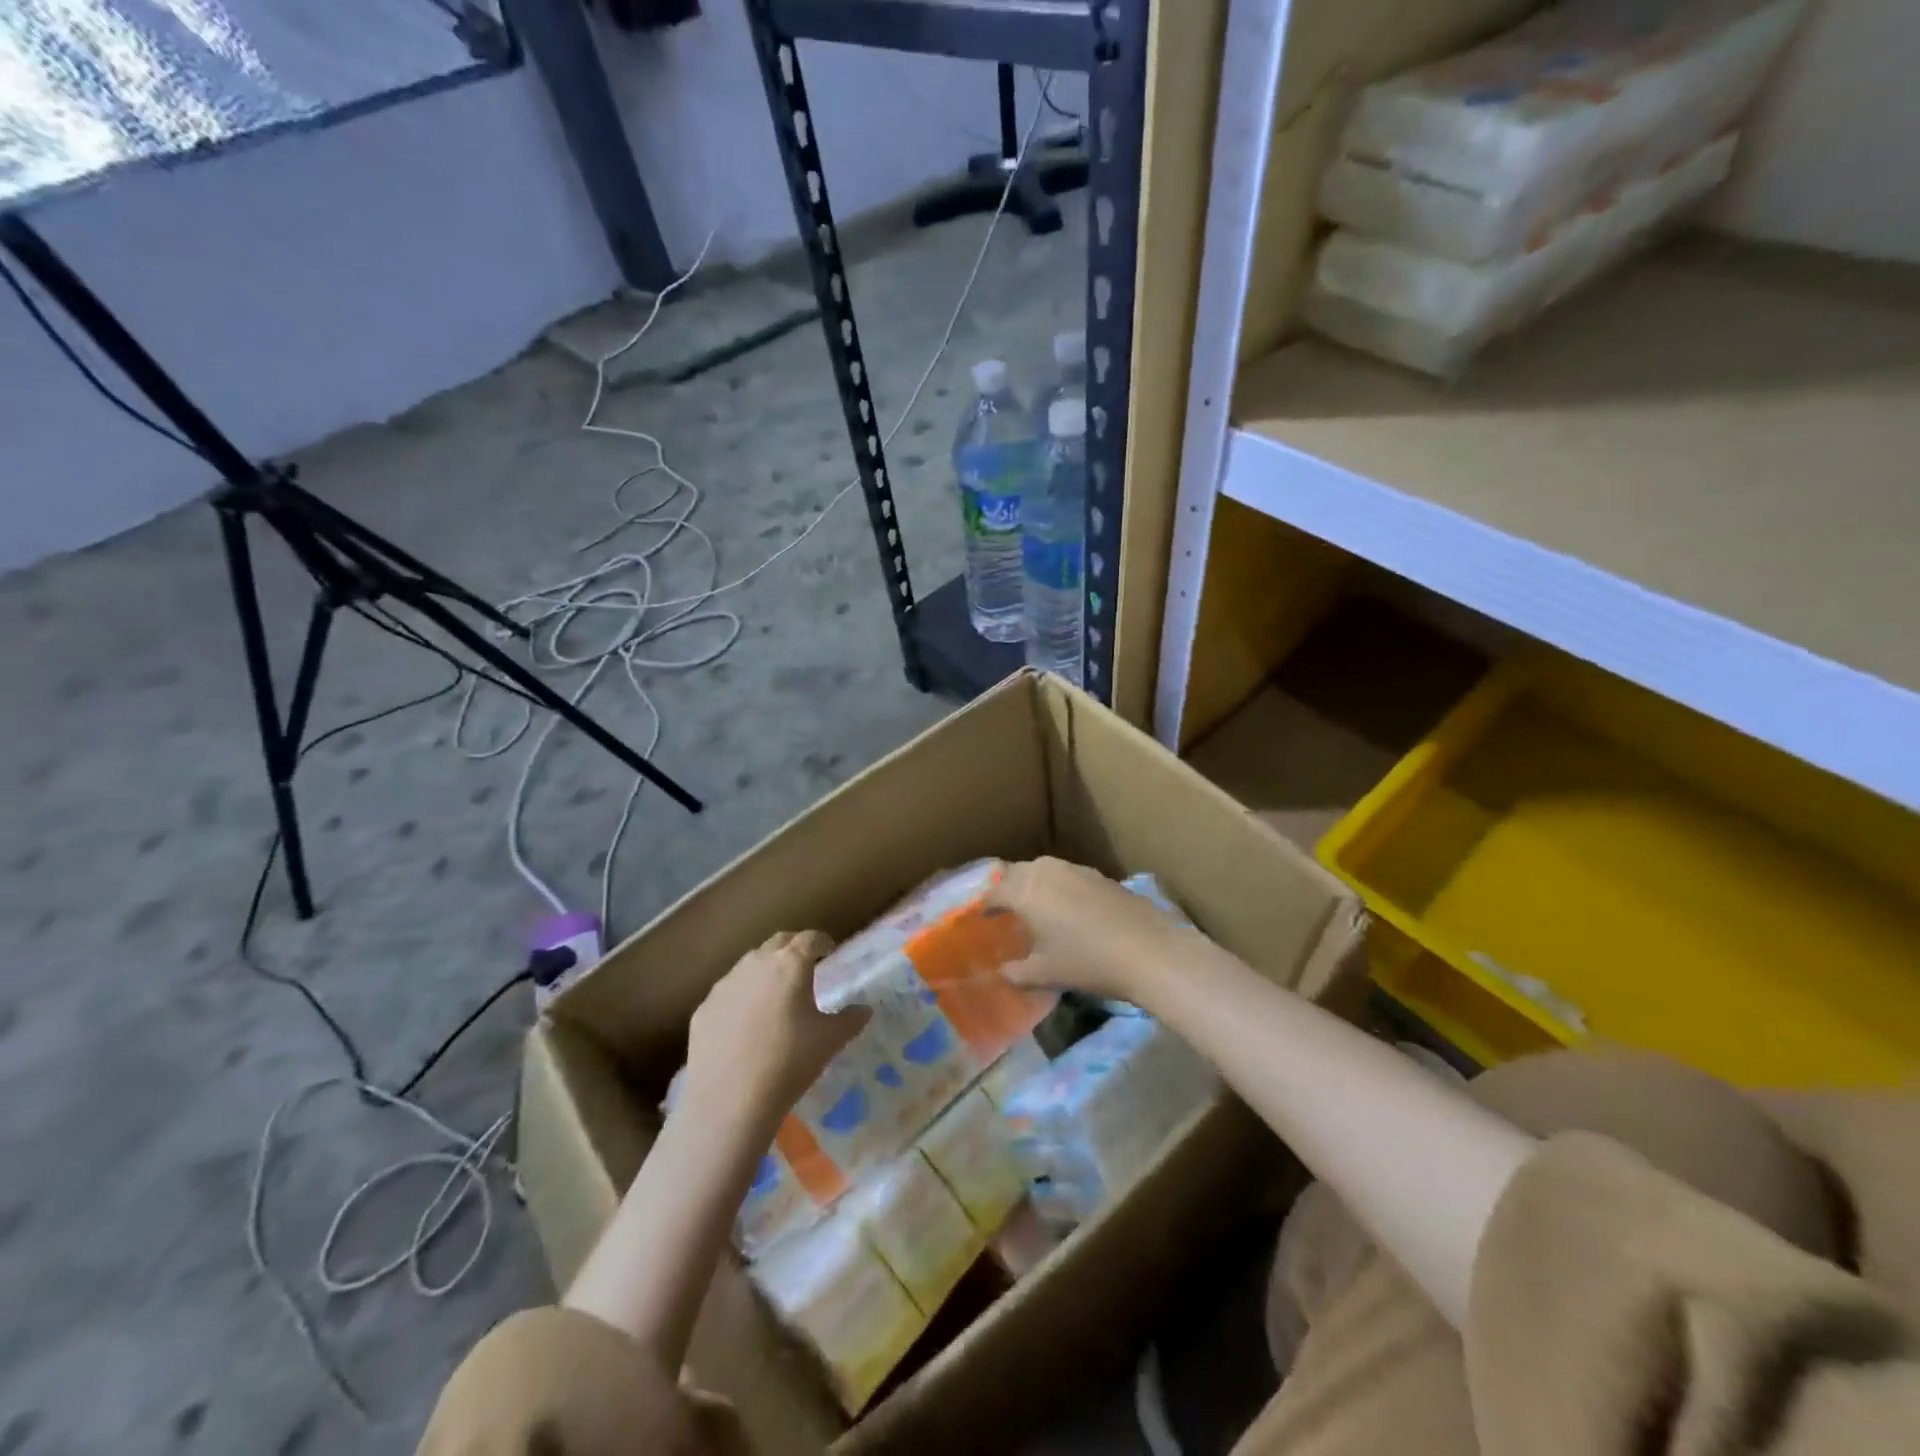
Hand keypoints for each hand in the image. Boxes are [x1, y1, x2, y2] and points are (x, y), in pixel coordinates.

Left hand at [682, 932, 868, 1130]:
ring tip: (774, 996)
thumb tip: (865, 1009)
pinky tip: (745, 1025)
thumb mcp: (830, 1041)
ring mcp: (725, 984)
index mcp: (790, 963)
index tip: (829, 952)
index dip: (822, 942)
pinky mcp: (704, 1007)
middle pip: (778, 942)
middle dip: (793, 948)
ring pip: (750, 965)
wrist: (730, 1100)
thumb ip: (851, 1019)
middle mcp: (756, 963)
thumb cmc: (789, 1062)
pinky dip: (741, 997)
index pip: (810, 938)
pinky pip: (728, 993)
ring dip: (765, 971)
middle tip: (804, 967)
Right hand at [987, 857, 1189, 1004]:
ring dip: (1034, 884)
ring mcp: (1076, 870)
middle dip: (1008, 888)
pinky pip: (1067, 875)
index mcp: (1026, 891)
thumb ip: (1018, 972)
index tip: (982, 916)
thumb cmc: (1088, 961)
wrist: (1148, 950)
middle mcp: (1046, 872)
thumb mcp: (1046, 974)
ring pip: (1044, 870)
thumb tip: (1004, 972)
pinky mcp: (1100, 875)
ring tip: (1035, 906)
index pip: (995, 892)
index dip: (986, 905)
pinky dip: (1059, 887)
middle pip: (1017, 873)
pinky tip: (1068, 908)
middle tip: (1005, 908)